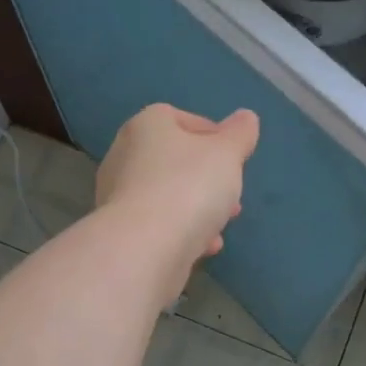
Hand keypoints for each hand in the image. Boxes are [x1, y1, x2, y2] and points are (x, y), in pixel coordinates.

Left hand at [96, 104, 259, 303]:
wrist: (144, 247)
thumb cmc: (188, 186)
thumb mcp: (227, 154)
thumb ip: (239, 134)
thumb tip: (246, 118)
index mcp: (145, 126)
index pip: (178, 118)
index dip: (210, 134)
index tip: (234, 156)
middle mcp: (124, 154)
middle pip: (175, 160)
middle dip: (209, 179)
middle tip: (233, 196)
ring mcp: (118, 195)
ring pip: (168, 194)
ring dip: (199, 208)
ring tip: (223, 224)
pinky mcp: (121, 231)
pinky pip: (159, 223)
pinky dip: (182, 231)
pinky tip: (205, 246)